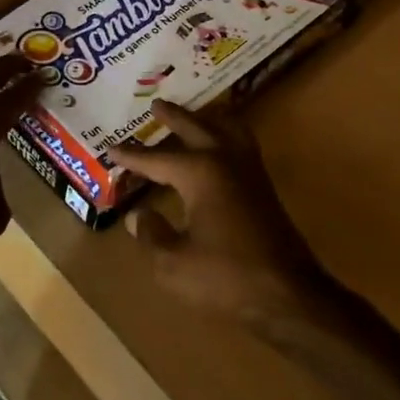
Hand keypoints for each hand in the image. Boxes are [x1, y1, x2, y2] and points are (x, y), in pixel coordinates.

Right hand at [109, 100, 327, 322]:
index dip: (132, 157)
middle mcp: (225, 160)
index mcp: (200, 172)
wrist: (289, 294)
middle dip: (173, 117)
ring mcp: (249, 170)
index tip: (111, 149)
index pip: (156, 159)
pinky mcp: (263, 186)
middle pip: (195, 128)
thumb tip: (137, 216)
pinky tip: (222, 145)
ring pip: (225, 129)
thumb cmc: (227, 277)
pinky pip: (242, 142)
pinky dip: (227, 132)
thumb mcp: (174, 263)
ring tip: (194, 114)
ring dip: (205, 118)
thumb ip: (152, 235)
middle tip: (156, 104)